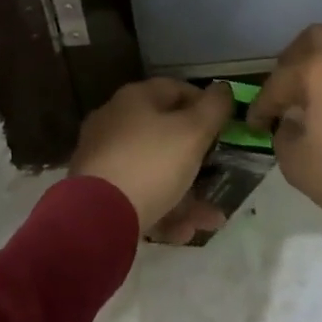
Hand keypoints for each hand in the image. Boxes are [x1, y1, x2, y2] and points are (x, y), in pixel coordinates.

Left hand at [69, 78, 235, 243]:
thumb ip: (214, 109)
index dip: (204, 103)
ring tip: (211, 218)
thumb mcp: (193, 132)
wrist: (96, 217)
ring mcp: (104, 158)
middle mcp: (115, 122)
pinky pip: (139, 195)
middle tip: (219, 172)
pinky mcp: (99, 192)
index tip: (225, 125)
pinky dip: (163, 210)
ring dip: (186, 193)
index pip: (175, 89)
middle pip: (165, 132)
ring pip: (155, 170)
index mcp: (134, 99)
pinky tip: (183, 233)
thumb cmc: (150, 163)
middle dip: (197, 157)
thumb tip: (223, 88)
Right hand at [248, 25, 321, 295]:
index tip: (253, 123)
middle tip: (284, 92)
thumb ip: (283, 132)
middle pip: (314, 40)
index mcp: (320, 68)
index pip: (279, 80)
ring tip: (314, 100)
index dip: (261, 104)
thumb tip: (291, 122)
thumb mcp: (296, 163)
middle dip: (292, 62)